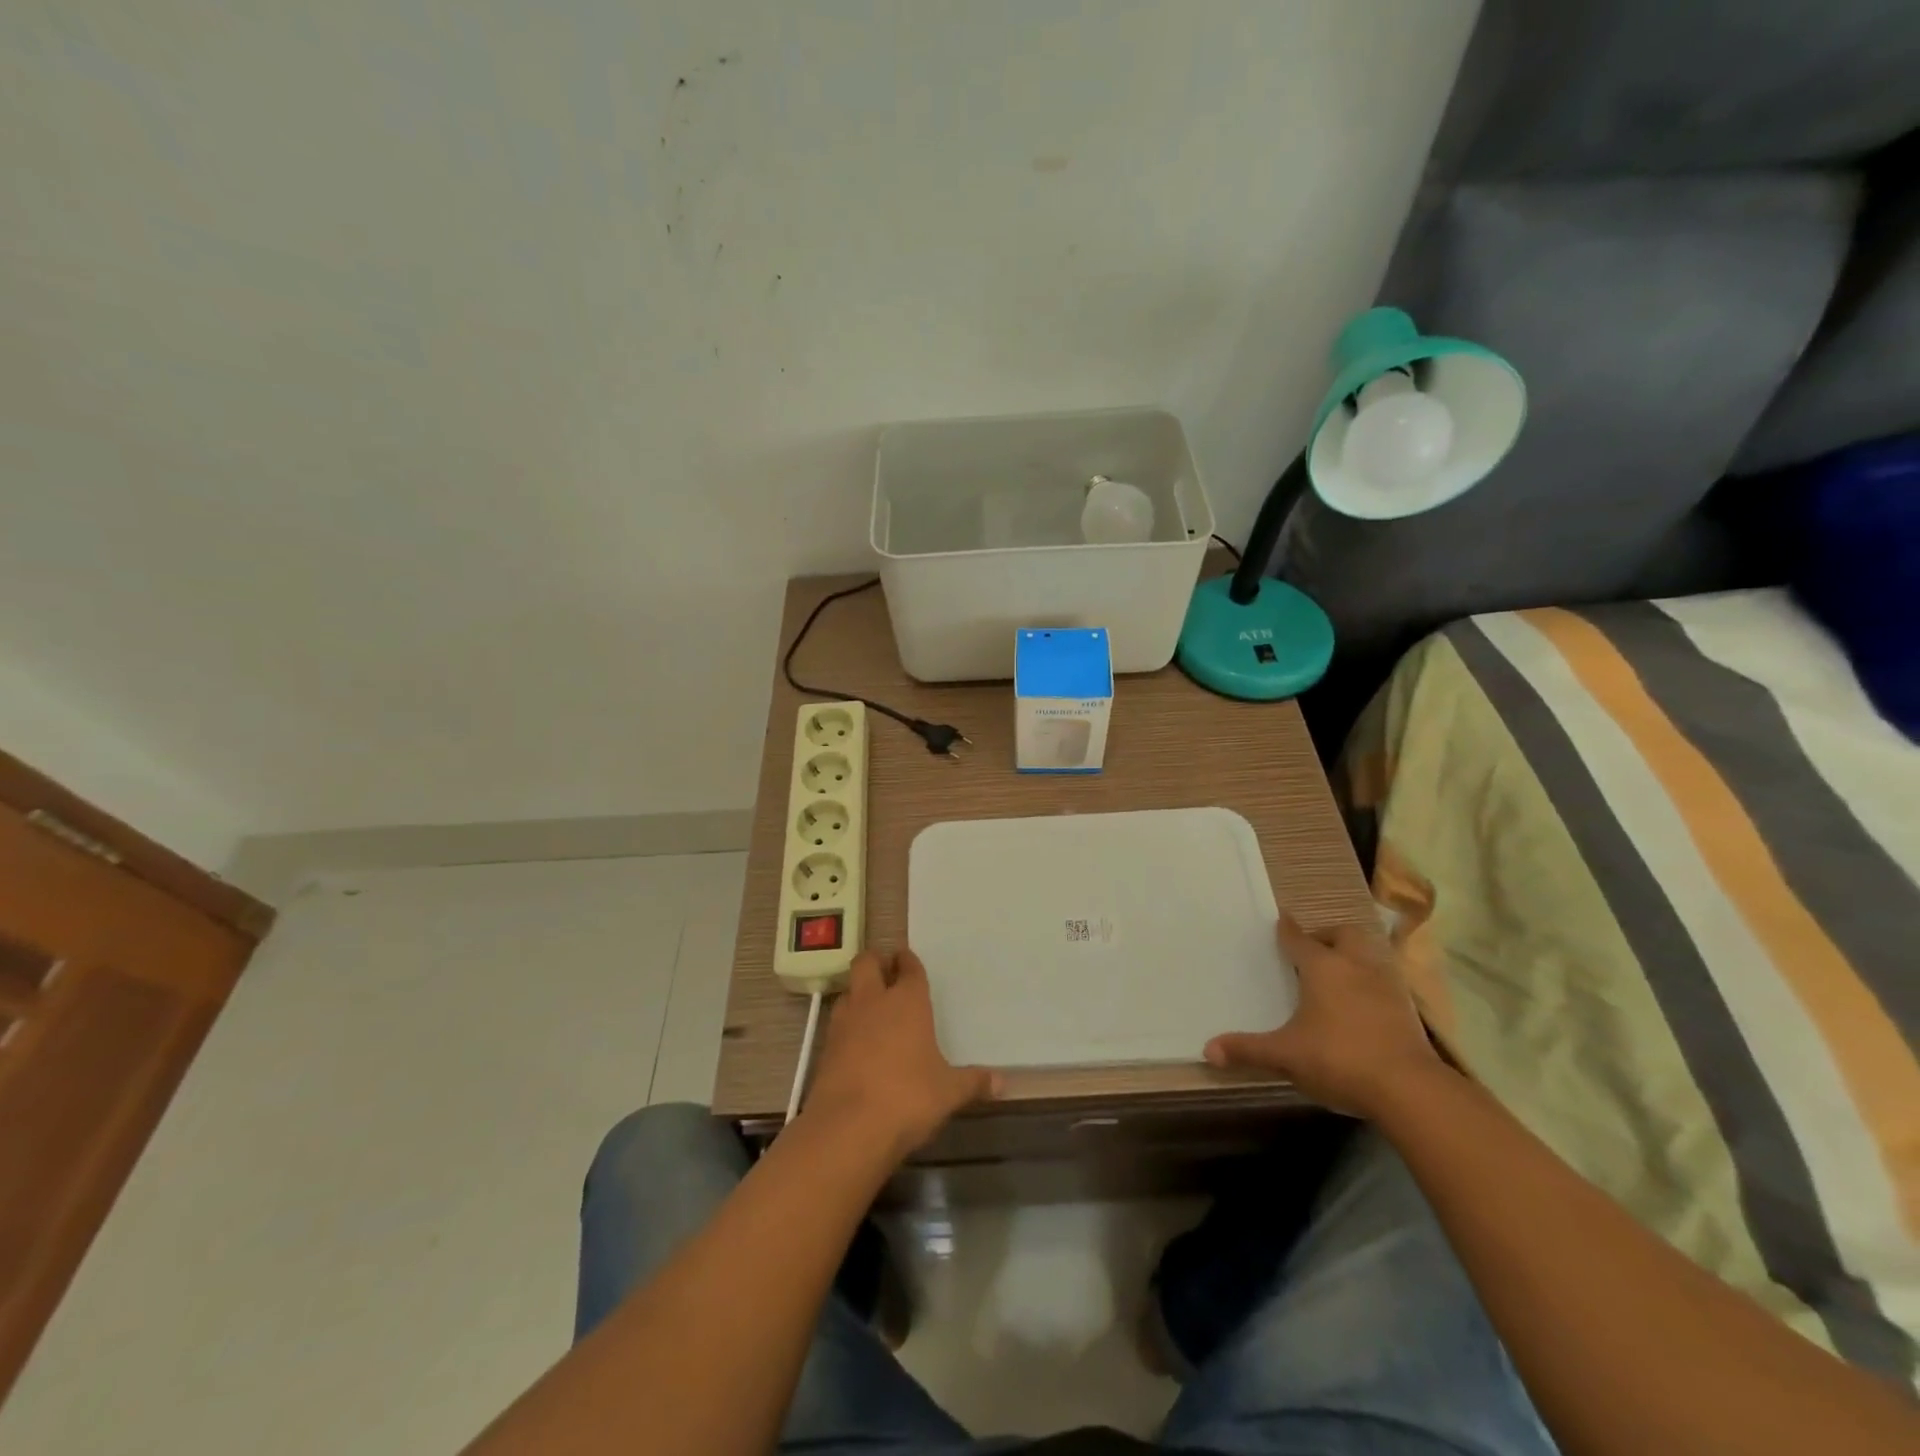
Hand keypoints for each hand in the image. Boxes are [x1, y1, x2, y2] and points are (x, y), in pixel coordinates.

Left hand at [803, 948, 1000, 1159]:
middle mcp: (873, 1001)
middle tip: (886, 972)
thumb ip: (973, 1082)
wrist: (848, 1128)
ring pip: (848, 989)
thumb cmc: (908, 1098)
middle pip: (867, 962)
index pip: (908, 967)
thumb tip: (1003, 1082)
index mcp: (907, 1001)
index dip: (909, 961)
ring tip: (872, 1007)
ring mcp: (845, 1021)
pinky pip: (837, 1022)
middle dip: (876, 962)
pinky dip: (847, 1024)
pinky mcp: (825, 1047)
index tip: (909, 960)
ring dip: (858, 992)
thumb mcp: (949, 1092)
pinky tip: (857, 1043)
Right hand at [1204, 915, 1444, 1118]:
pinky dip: (1372, 985)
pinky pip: (1386, 982)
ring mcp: (1386, 986)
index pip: (1299, 939)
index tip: (1281, 920)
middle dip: (1328, 935)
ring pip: (1369, 955)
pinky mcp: (1408, 1010)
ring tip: (1338, 975)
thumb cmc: (1338, 1058)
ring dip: (1354, 958)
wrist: (1409, 1090)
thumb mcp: (1285, 1056)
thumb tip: (1208, 1050)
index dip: (1287, 930)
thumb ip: (1247, 1050)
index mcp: (1322, 968)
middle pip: (1344, 934)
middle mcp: (1355, 967)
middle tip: (1313, 950)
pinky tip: (1364, 1005)